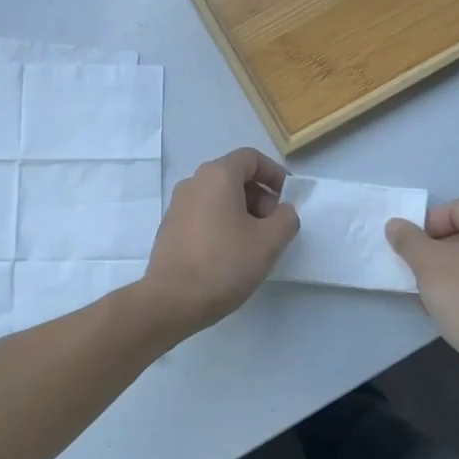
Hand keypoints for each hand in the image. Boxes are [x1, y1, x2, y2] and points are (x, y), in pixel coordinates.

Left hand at [140, 148, 299, 335]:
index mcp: (217, 176)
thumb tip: (283, 211)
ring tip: (255, 244)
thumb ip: (286, 218)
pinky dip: (223, 223)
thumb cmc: (224, 264)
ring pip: (219, 196)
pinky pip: (204, 213)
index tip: (287, 199)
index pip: (251, 158)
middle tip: (273, 227)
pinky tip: (230, 253)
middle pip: (234, 176)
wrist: (171, 301)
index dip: (274, 174)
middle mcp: (193, 182)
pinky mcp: (170, 227)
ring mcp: (178, 205)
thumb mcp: (269, 242)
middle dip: (260, 196)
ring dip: (242, 212)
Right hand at [386, 199, 458, 398]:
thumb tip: (396, 225)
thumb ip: (408, 240)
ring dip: (444, 273)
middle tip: (414, 270)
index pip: (454, 208)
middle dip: (433, 251)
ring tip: (425, 294)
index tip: (410, 248)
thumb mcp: (427, 264)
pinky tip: (445, 312)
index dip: (426, 224)